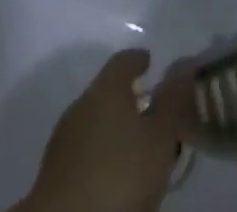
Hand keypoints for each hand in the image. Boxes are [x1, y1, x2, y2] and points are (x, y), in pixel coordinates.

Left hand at [12, 49, 188, 211]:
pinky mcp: (52, 175)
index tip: (150, 63)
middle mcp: (81, 105)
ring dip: (114, 130)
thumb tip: (184, 64)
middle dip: (128, 100)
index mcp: (106, 88)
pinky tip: (112, 175)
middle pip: (107, 92)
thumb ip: (173, 100)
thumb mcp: (160, 138)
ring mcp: (63, 140)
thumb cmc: (119, 176)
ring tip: (135, 150)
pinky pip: (83, 151)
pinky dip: (100, 154)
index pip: (123, 60)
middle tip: (151, 115)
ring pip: (94, 123)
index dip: (139, 59)